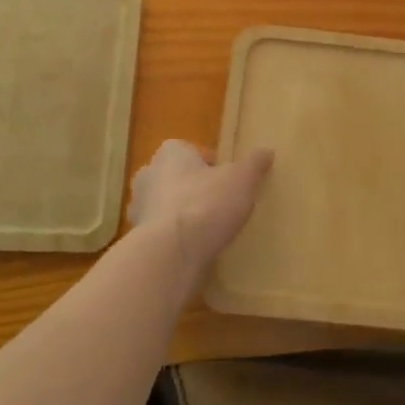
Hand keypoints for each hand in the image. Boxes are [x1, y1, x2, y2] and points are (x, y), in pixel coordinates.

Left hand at [128, 140, 272, 278]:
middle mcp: (148, 174)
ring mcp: (138, 208)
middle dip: (194, 188)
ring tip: (207, 230)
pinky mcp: (138, 239)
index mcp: (171, 152)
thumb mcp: (242, 179)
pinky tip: (193, 249)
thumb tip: (267, 152)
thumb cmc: (207, 204)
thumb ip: (254, 164)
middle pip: (177, 177)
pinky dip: (174, 237)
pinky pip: (160, 232)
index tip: (228, 181)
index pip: (193, 151)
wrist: (171, 253)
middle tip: (219, 204)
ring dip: (182, 214)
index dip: (212, 165)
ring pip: (166, 205)